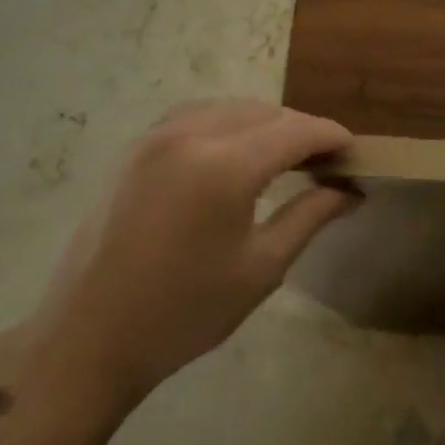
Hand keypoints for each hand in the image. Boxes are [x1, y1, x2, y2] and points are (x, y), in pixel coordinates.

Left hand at [30, 101, 357, 405]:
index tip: (355, 153)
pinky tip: (236, 151)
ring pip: (229, 108)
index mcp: (225, 166)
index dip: (331, 136)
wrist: (89, 336)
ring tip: (286, 156)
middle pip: (264, 112)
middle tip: (326, 162)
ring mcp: (157, 136)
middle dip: (301, 129)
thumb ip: (310, 216)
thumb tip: (350, 189)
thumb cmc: (185, 312)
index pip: (295, 131)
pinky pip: (195, 115)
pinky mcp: (136, 148)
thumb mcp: (261, 267)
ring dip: (265, 123)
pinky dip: (227, 123)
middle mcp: (191, 135)